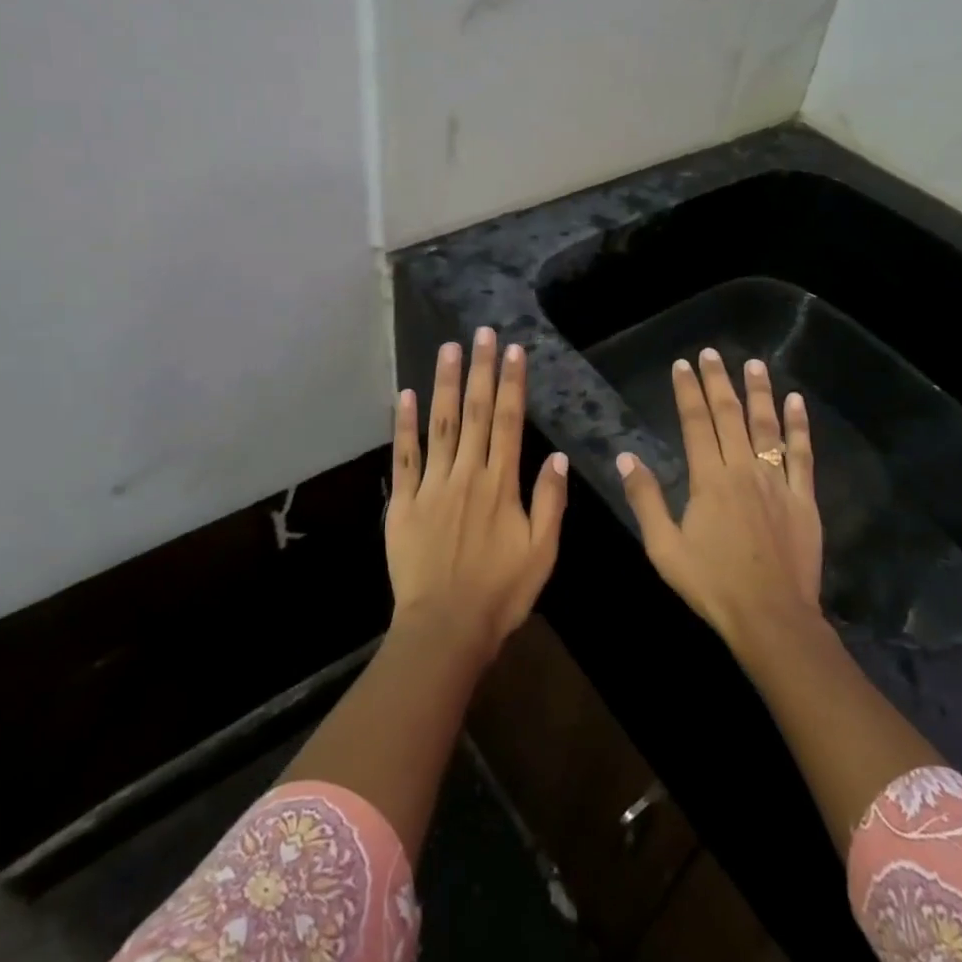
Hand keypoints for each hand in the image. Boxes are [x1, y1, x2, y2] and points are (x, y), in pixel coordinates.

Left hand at [386, 328, 568, 656]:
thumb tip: (557, 456)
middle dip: (480, 370)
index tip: (513, 351)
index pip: (508, 422)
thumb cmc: (500, 593)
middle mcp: (467, 474)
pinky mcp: (405, 503)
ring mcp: (432, 486)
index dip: (512, 384)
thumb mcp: (542, 552)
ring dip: (444, 384)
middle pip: (474, 412)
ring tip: (448, 348)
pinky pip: (404, 457)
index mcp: (501, 485)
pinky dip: (404, 425)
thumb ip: (550, 501)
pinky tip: (406, 395)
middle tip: (482, 332)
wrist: (445, 628)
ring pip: (440, 425)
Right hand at [617, 349, 821, 651]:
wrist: (772, 618)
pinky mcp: (804, 498)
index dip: (687, 391)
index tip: (682, 365)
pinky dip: (799, 425)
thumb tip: (626, 456)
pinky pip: (802, 454)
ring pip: (767, 426)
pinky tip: (795, 401)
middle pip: (730, 415)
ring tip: (753, 363)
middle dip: (718, 381)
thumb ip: (646, 499)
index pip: (696, 423)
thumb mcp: (664, 547)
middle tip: (711, 353)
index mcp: (709, 480)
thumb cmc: (712, 585)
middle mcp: (744, 470)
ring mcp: (777, 482)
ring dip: (759, 391)